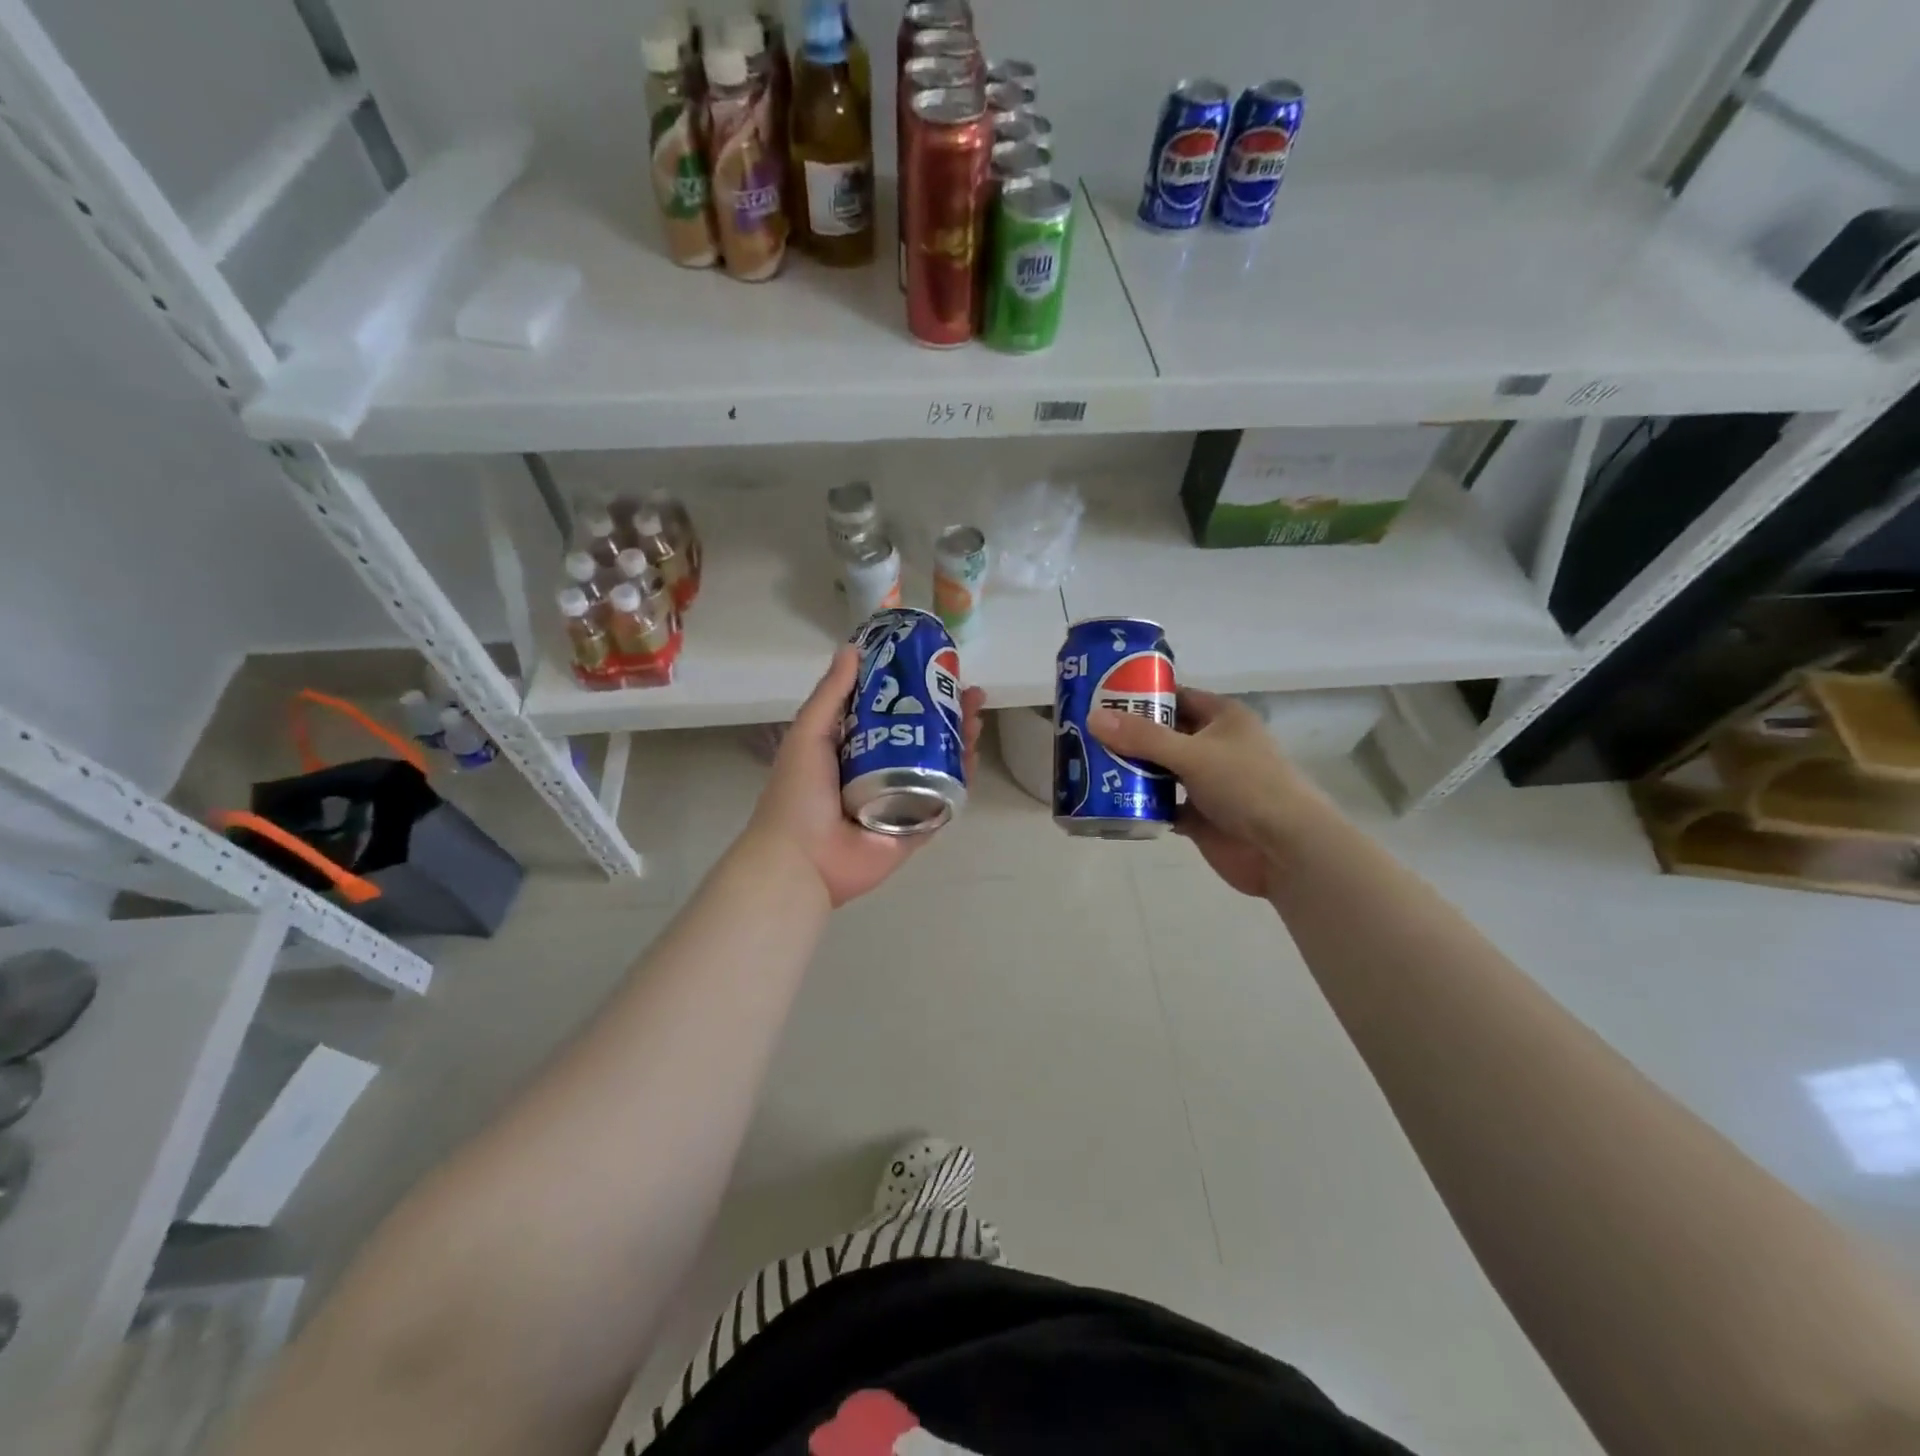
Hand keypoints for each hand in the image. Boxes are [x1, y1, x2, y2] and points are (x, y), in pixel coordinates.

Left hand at [748, 646, 986, 908]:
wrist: (802, 860)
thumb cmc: (799, 793)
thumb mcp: (808, 734)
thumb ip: (831, 694)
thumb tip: (852, 648)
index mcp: (851, 748)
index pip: (889, 711)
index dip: (912, 688)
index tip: (932, 667)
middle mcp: (879, 770)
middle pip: (921, 735)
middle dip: (946, 711)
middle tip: (968, 691)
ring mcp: (901, 800)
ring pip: (938, 764)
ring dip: (958, 739)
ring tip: (976, 715)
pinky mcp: (916, 828)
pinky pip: (944, 800)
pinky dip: (961, 778)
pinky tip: (973, 754)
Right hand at [1088, 689, 1309, 897]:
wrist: (1286, 850)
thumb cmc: (1246, 786)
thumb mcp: (1192, 754)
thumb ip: (1142, 738)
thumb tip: (1093, 718)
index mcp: (1222, 718)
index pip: (1176, 697)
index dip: (1142, 695)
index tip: (1101, 697)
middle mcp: (1214, 746)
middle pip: (1163, 735)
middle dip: (1128, 736)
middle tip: (1084, 733)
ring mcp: (1208, 783)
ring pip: (1161, 770)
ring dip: (1132, 771)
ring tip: (1089, 765)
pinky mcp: (1201, 816)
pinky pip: (1163, 805)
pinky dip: (1141, 804)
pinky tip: (1110, 801)